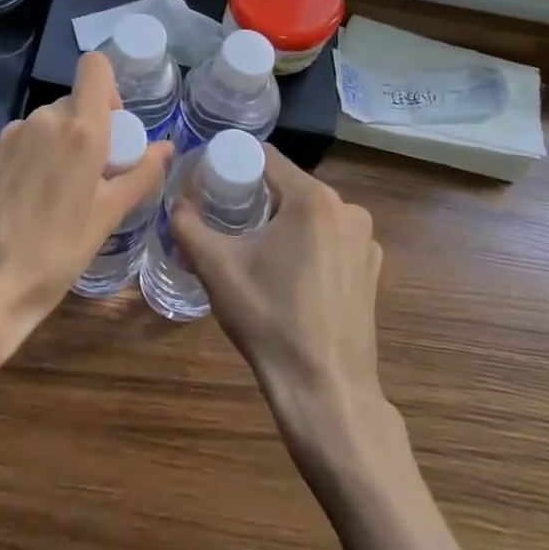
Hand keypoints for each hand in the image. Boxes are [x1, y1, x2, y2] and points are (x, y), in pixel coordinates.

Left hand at [0, 51, 170, 366]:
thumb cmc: (55, 253)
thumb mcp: (108, 216)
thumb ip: (141, 174)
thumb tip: (166, 147)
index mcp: (79, 128)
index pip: (95, 67)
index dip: (109, 88)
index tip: (114, 127)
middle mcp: (44, 119)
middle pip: (75, 101)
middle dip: (90, 128)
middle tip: (94, 175)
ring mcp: (12, 133)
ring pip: (49, 122)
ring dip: (62, 144)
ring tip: (60, 193)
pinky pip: (25, 140)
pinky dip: (37, 156)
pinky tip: (31, 199)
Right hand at [168, 145, 384, 436]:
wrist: (326, 391)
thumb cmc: (270, 320)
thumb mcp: (217, 269)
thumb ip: (189, 226)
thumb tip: (177, 204)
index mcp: (314, 198)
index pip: (266, 157)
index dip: (234, 163)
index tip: (211, 181)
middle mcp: (348, 208)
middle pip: (289, 185)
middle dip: (257, 196)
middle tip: (226, 218)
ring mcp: (365, 239)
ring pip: (311, 212)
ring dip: (283, 221)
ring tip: (255, 249)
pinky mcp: (371, 268)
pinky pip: (331, 238)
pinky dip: (309, 245)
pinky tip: (290, 275)